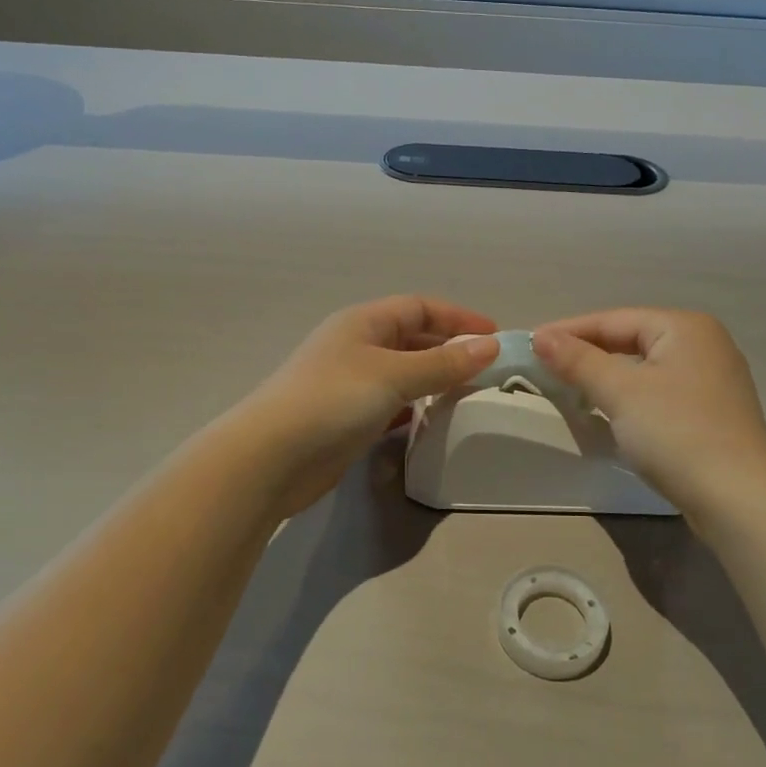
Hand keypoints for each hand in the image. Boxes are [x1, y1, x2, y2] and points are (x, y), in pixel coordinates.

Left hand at [234, 296, 498, 514]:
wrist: (271, 458)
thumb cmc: (333, 400)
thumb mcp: (394, 375)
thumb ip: (443, 363)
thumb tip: (490, 346)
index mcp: (363, 323)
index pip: (419, 307)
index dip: (457, 317)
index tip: (494, 336)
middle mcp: (356, 347)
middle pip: (411, 338)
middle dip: (449, 349)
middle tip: (487, 368)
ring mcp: (350, 384)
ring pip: (403, 373)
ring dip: (434, 380)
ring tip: (469, 394)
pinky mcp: (347, 420)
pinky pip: (391, 404)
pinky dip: (414, 408)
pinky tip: (433, 420)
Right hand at [533, 309, 765, 521]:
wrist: (739, 499)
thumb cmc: (677, 432)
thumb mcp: (620, 392)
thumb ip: (578, 360)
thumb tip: (541, 336)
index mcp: (685, 327)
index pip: (614, 319)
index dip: (569, 331)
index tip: (529, 344)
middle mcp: (703, 344)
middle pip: (631, 340)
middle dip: (587, 354)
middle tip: (545, 367)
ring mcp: (712, 380)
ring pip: (644, 369)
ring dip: (606, 377)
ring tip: (569, 388)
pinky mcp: (712, 414)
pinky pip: (659, 393)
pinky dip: (630, 398)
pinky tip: (610, 412)